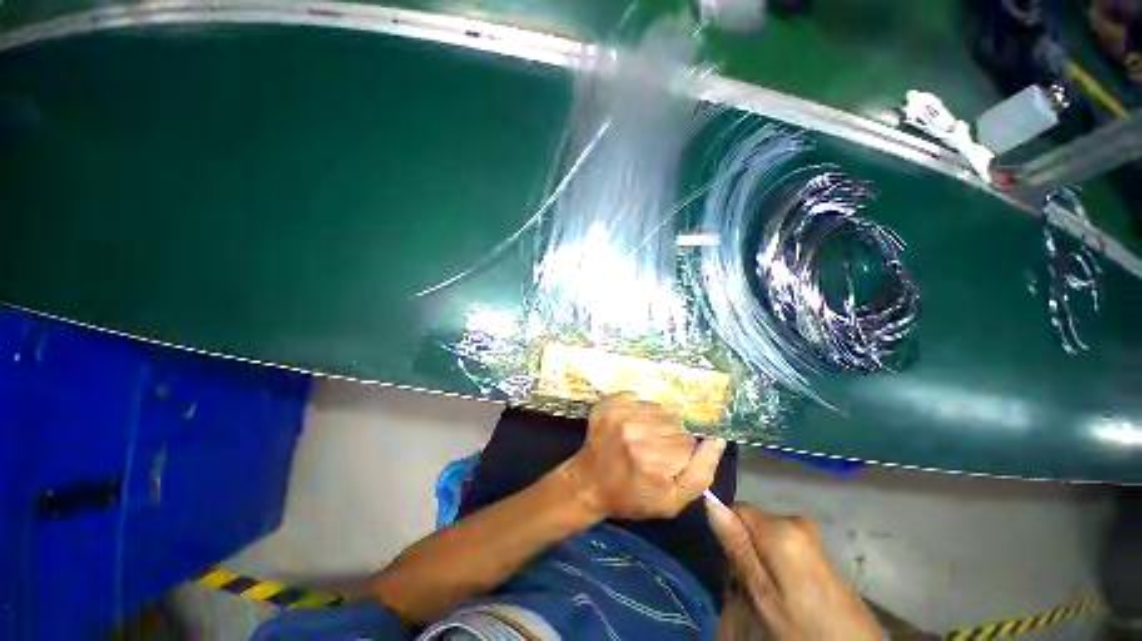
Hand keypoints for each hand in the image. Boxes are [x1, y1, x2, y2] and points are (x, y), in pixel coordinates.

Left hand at [562, 394, 725, 519]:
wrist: (588, 482)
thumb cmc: (631, 497)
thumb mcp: (671, 502)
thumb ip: (701, 473)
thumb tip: (717, 440)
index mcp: (652, 459)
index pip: (688, 443)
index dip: (681, 455)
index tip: (664, 465)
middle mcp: (636, 430)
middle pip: (674, 423)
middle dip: (669, 438)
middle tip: (651, 453)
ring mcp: (619, 413)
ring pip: (658, 409)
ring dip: (656, 422)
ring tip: (641, 438)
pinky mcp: (609, 403)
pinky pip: (640, 398)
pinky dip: (640, 410)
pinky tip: (631, 425)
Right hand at [706, 500, 880, 640]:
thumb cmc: (803, 626)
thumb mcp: (762, 593)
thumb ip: (737, 546)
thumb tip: (710, 500)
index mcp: (781, 528)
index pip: (735, 508)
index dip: (727, 532)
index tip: (729, 563)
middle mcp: (796, 521)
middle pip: (751, 523)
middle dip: (744, 548)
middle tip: (747, 585)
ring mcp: (810, 535)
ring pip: (765, 535)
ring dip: (758, 558)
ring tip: (765, 591)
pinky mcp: (818, 549)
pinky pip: (782, 545)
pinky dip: (775, 563)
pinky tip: (784, 590)